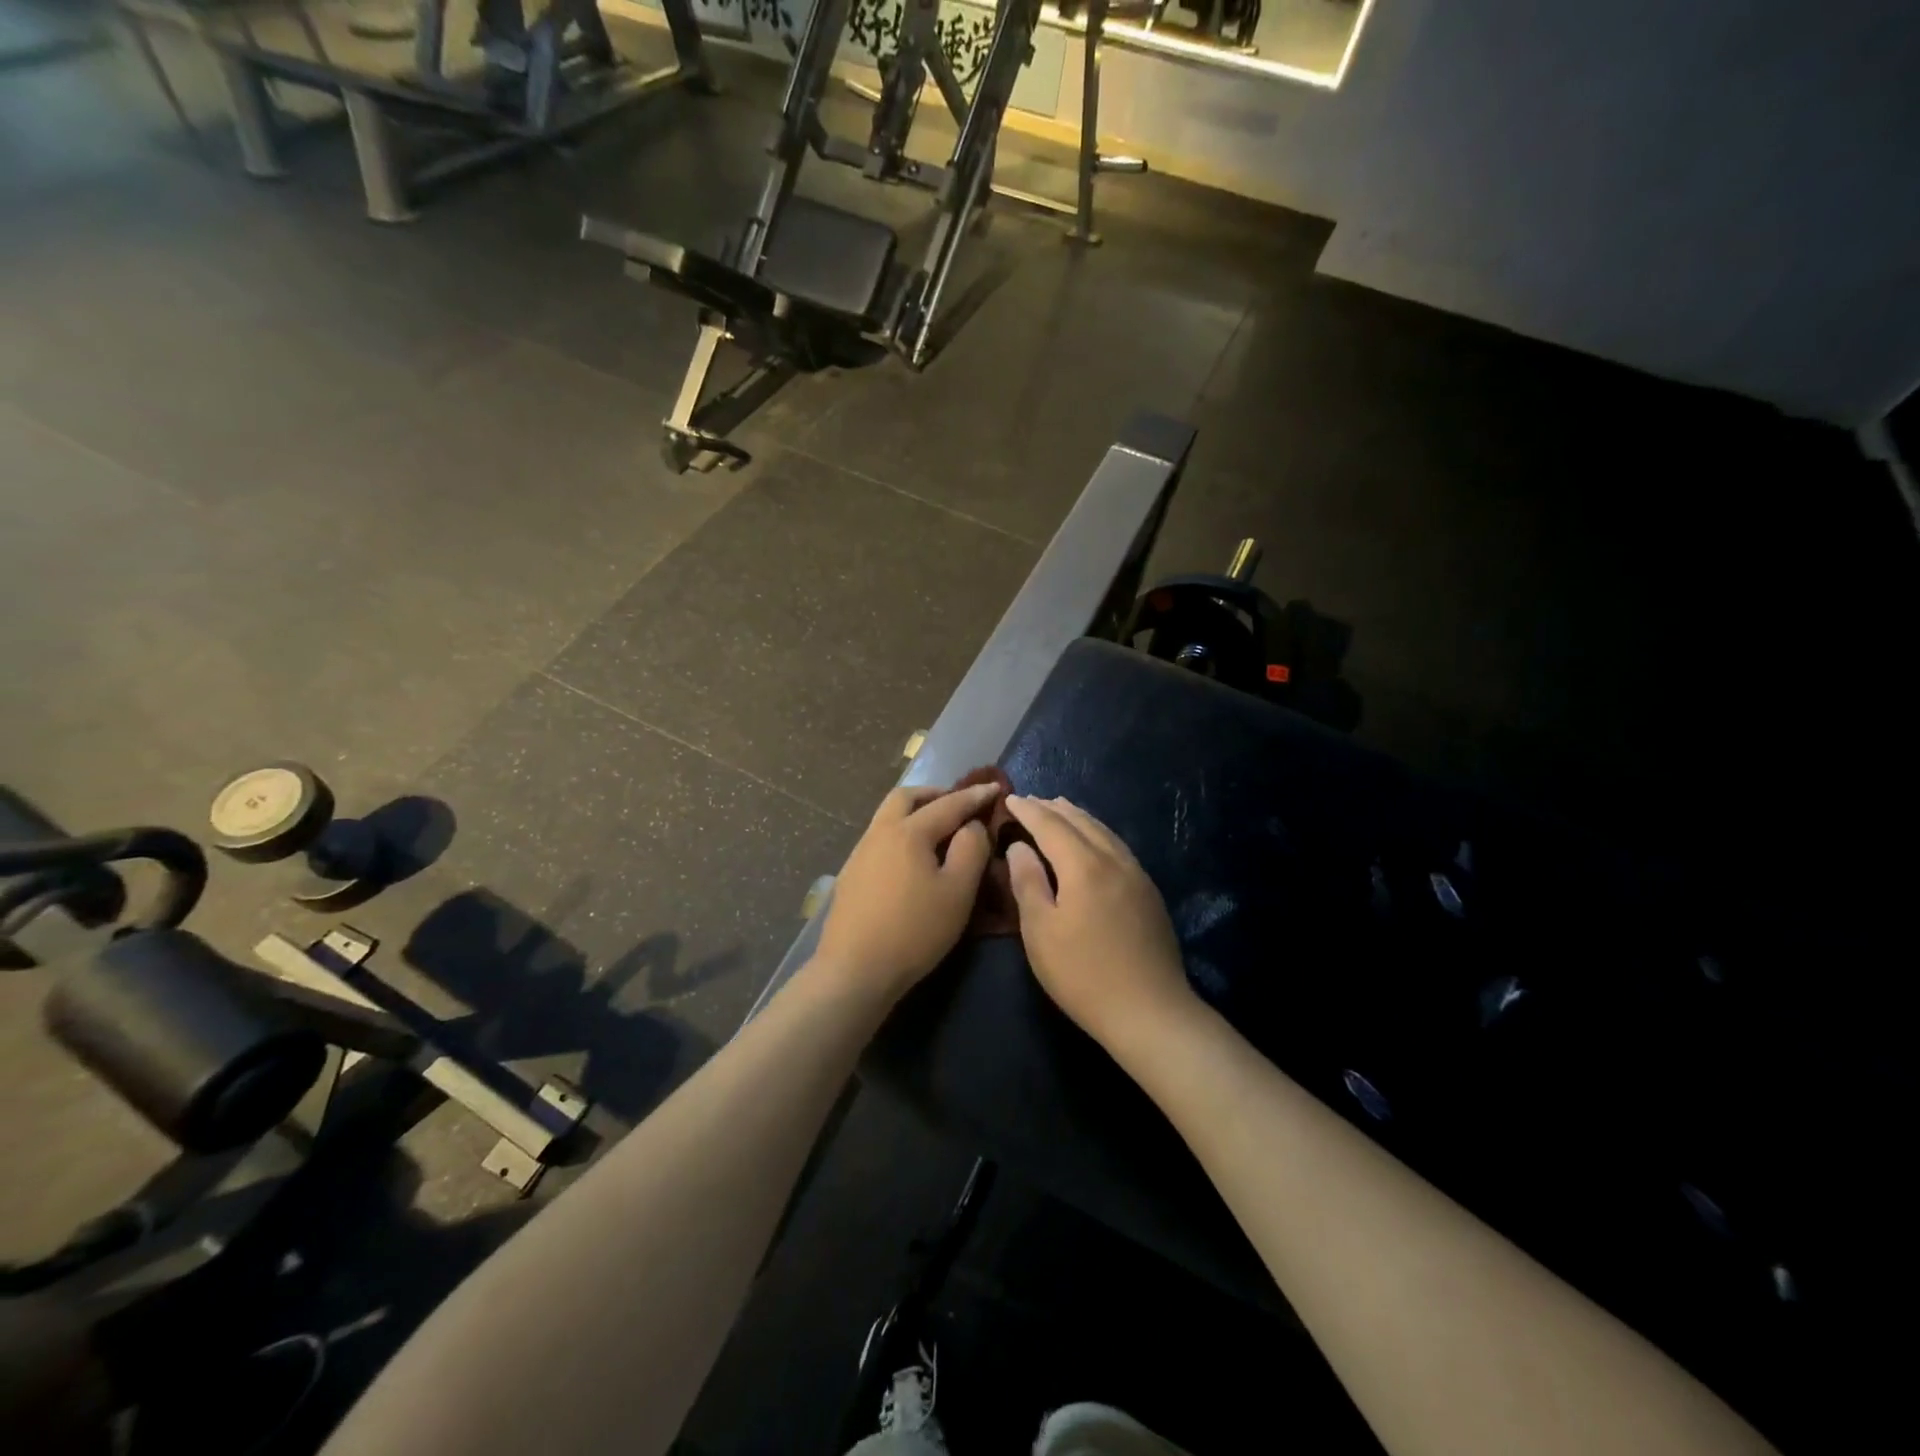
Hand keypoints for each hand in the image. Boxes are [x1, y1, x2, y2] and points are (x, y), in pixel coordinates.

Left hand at [813, 781, 1000, 1002]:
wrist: (854, 970)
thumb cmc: (914, 930)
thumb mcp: (958, 891)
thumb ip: (971, 850)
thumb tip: (972, 826)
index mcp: (909, 831)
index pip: (948, 804)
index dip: (974, 796)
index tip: (995, 788)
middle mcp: (880, 832)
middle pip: (906, 798)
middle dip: (935, 794)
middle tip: (958, 805)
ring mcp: (860, 853)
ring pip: (888, 817)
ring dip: (915, 812)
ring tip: (938, 830)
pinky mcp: (851, 875)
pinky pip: (880, 838)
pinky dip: (901, 834)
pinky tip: (912, 859)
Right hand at [1004, 796, 1196, 1049]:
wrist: (1150, 1011)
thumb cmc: (1083, 974)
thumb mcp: (1040, 932)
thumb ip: (1028, 882)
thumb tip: (1020, 846)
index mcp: (1083, 866)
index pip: (1051, 825)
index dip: (1028, 810)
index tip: (1009, 798)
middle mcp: (1113, 859)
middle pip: (1081, 821)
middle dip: (1053, 808)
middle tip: (1031, 801)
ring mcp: (1136, 874)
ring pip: (1103, 831)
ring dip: (1078, 817)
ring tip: (1060, 810)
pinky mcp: (1148, 892)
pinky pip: (1117, 846)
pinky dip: (1097, 833)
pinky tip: (1093, 842)